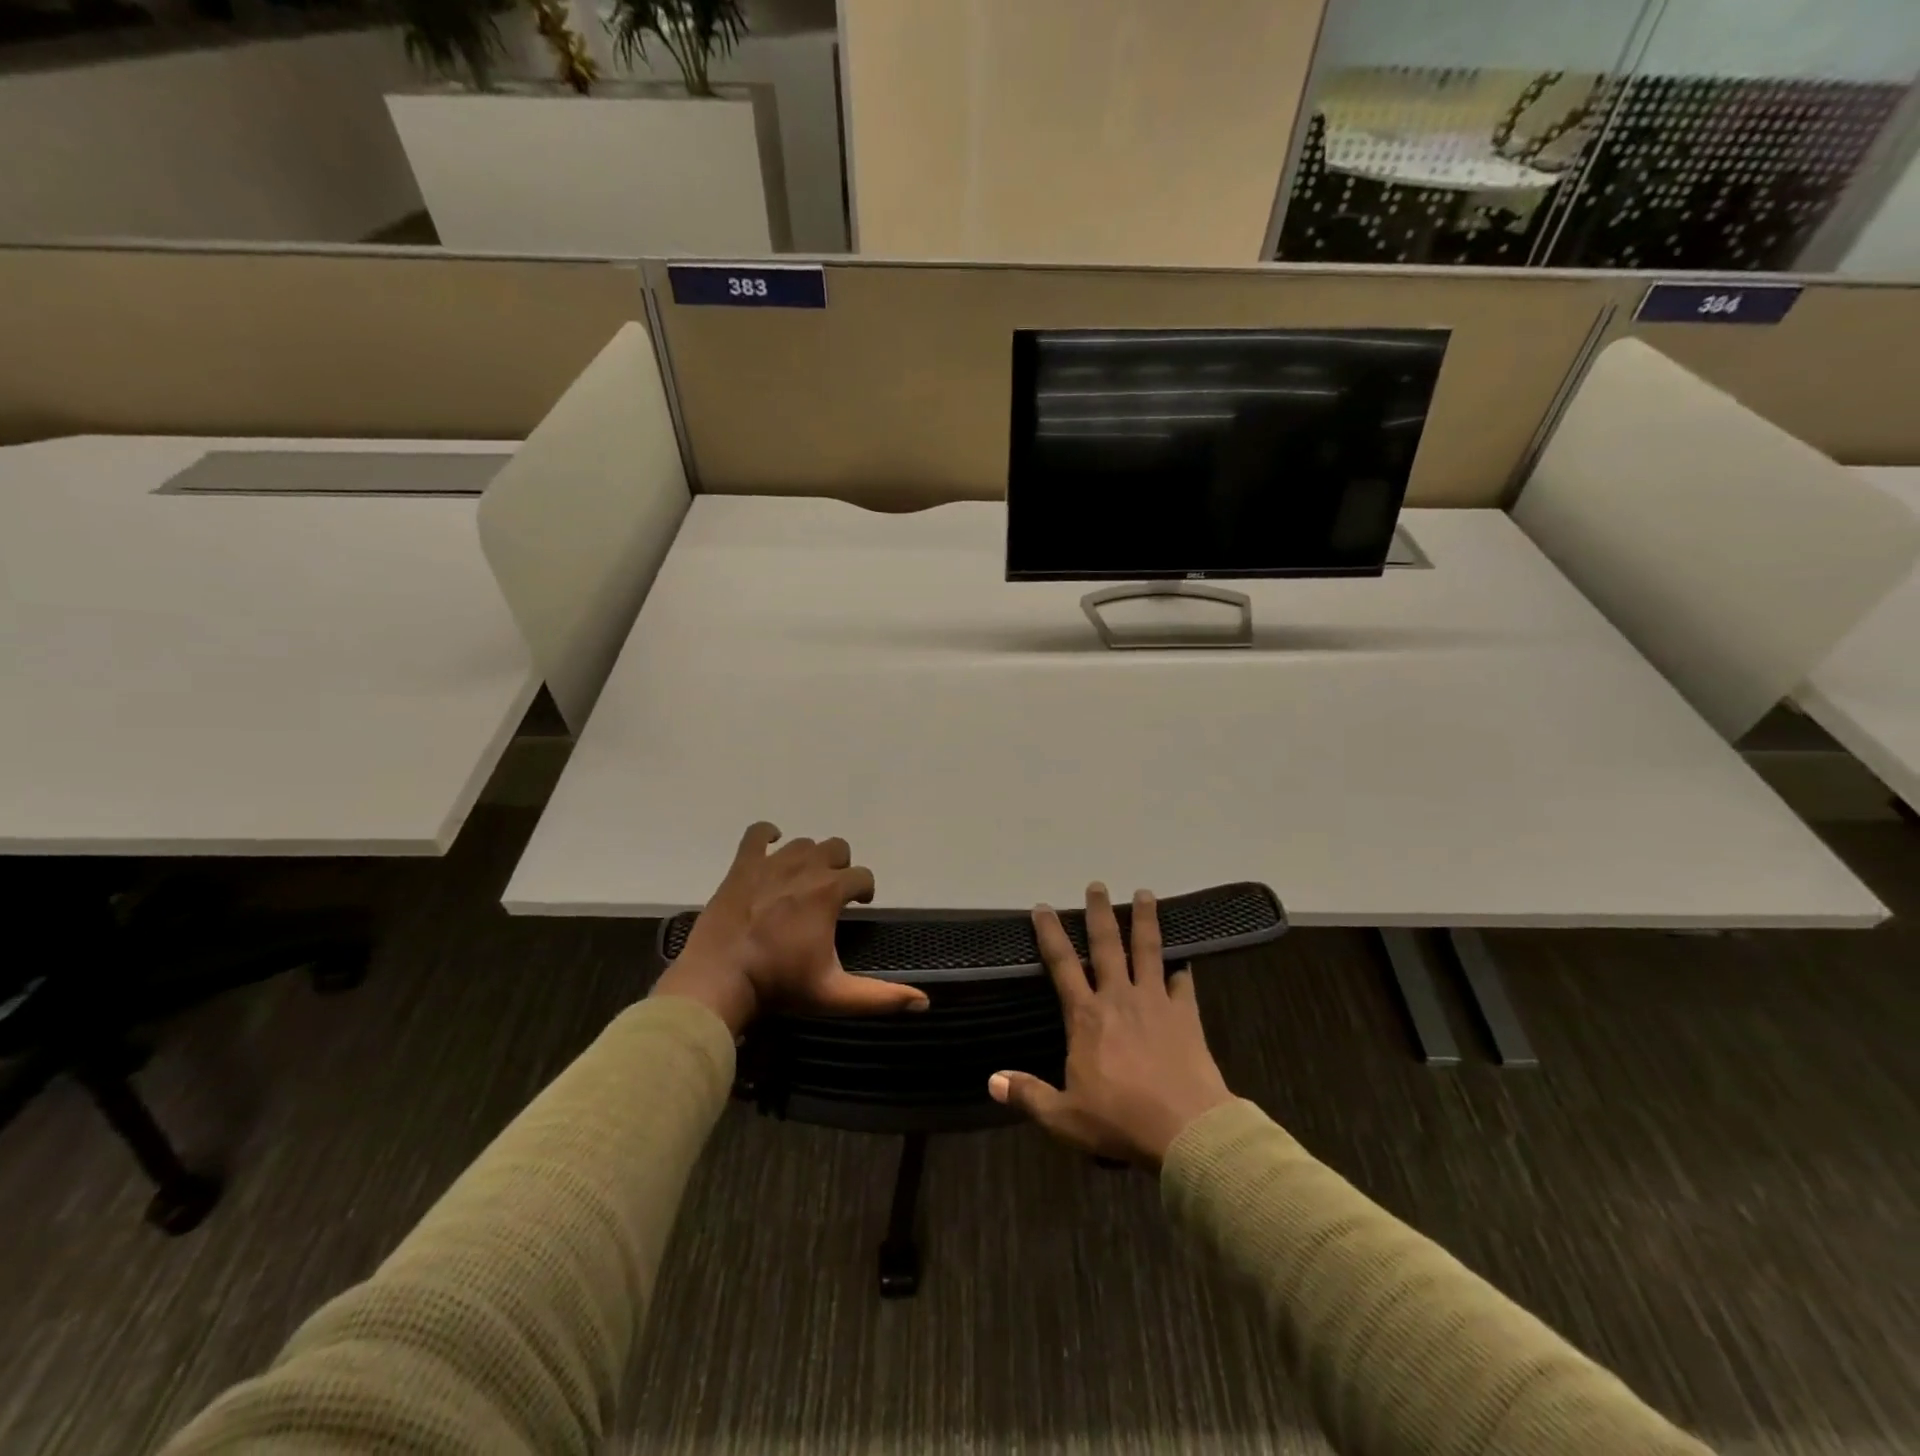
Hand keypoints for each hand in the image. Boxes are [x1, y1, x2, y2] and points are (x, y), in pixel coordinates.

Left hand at [652, 822, 928, 1034]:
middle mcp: (805, 868)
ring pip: (803, 842)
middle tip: (832, 893)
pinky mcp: (743, 866)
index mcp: (829, 893)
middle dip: (841, 866)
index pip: (863, 876)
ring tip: (804, 880)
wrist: (719, 979)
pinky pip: (757, 834)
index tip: (859, 906)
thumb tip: (924, 1003)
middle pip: (837, 848)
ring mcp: (771, 864)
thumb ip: (880, 997)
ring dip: (811, 856)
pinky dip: (767, 834)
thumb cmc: (779, 984)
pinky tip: (772, 845)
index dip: (865, 890)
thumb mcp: (834, 994)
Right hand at [989, 884, 1233, 1169]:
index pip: (1062, 964)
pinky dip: (1182, 970)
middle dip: (1099, 912)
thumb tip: (992, 1081)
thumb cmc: (1119, 1120)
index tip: (1042, 908)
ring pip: (1148, 951)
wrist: (1186, 1130)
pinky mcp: (1186, 1016)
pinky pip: (1183, 984)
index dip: (1050, 933)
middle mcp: (1119, 998)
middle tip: (1097, 885)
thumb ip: (1028, 1094)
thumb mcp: (1064, 1116)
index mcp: (1086, 1017)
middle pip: (1107, 945)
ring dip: (1145, 921)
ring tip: (1145, 894)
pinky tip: (1183, 961)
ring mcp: (1155, 1003)